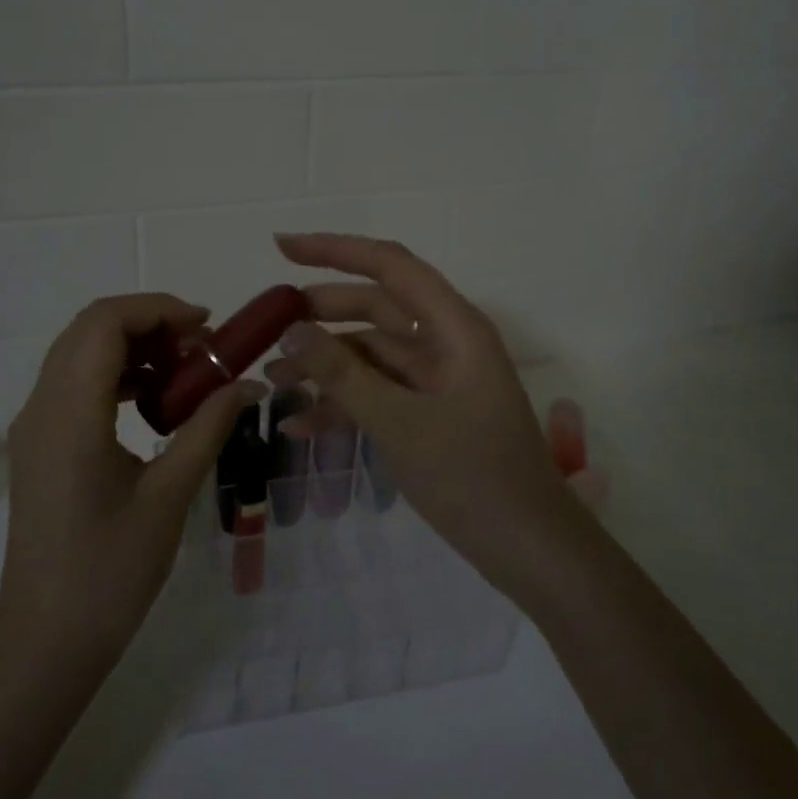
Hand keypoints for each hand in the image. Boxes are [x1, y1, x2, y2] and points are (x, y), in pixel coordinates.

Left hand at [0, 294, 263, 667]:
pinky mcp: (38, 444)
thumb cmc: (111, 572)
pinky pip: (74, 382)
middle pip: (89, 328)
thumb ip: (209, 427)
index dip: (158, 309)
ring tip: (184, 372)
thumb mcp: (170, 495)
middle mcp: (41, 407)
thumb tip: (251, 382)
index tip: (207, 326)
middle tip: (201, 347)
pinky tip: (154, 402)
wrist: (46, 640)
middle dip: (148, 323)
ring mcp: (34, 426)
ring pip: (79, 352)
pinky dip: (115, 373)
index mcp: (70, 415)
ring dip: (132, 346)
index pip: (105, 324)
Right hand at [268, 234, 589, 606]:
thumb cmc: (473, 478)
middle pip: (376, 308)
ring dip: (325, 366)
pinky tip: (300, 426)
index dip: (335, 250)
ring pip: (372, 355)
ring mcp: (438, 381)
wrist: (530, 550)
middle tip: (267, 325)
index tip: (282, 248)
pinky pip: (379, 394)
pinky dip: (343, 405)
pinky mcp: (430, 414)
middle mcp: (447, 343)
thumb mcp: (400, 423)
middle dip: (322, 315)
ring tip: (273, 380)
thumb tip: (291, 329)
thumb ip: (343, 374)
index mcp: (454, 327)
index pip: (390, 265)